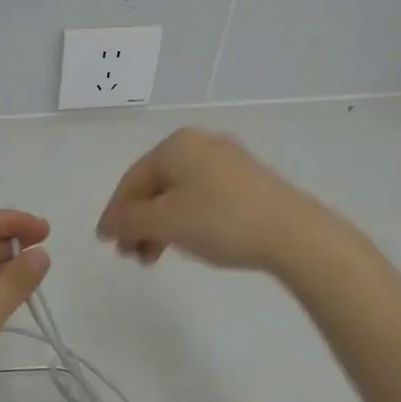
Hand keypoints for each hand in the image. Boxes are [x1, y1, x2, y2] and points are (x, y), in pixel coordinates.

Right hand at [96, 128, 335, 272]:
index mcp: (176, 145)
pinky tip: (187, 243)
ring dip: (160, 226)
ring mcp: (226, 160)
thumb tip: (108, 223)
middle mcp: (199, 144)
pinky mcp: (247, 180)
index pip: (132, 180)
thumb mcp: (166, 222)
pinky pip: (202, 197)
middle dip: (139, 222)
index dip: (115, 213)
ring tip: (156, 257)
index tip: (106, 243)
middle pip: (155, 186)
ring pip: (178, 194)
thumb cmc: (221, 221)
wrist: (294, 233)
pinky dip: (186, 220)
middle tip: (132, 255)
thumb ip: (129, 221)